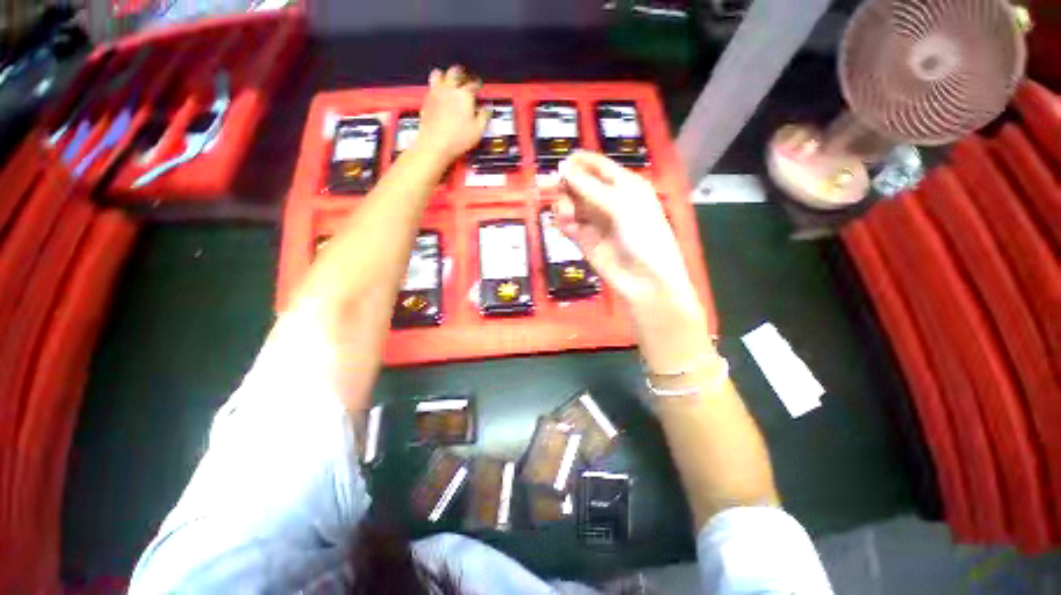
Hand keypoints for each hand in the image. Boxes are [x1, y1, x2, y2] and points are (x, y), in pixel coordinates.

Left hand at [415, 66, 489, 162]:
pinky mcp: (427, 101)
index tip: (479, 88)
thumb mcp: (478, 130)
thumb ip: (484, 117)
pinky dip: (436, 87)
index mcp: (464, 94)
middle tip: (465, 78)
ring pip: (439, 74)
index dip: (478, 85)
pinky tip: (440, 95)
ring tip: (449, 81)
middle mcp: (449, 89)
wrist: (435, 144)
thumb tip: (487, 110)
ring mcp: (436, 93)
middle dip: (461, 74)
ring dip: (445, 76)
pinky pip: (431, 87)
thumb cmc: (456, 139)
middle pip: (455, 72)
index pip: (474, 84)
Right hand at [555, 151, 703, 325]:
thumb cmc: (642, 235)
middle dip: (563, 183)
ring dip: (563, 205)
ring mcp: (595, 221)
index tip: (560, 162)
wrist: (643, 279)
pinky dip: (563, 223)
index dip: (579, 162)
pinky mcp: (584, 239)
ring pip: (570, 204)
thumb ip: (589, 187)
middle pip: (579, 184)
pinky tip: (565, 226)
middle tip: (544, 184)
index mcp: (624, 185)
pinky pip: (568, 224)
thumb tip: (564, 168)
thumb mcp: (619, 205)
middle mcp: (608, 200)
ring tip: (566, 215)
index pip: (598, 166)